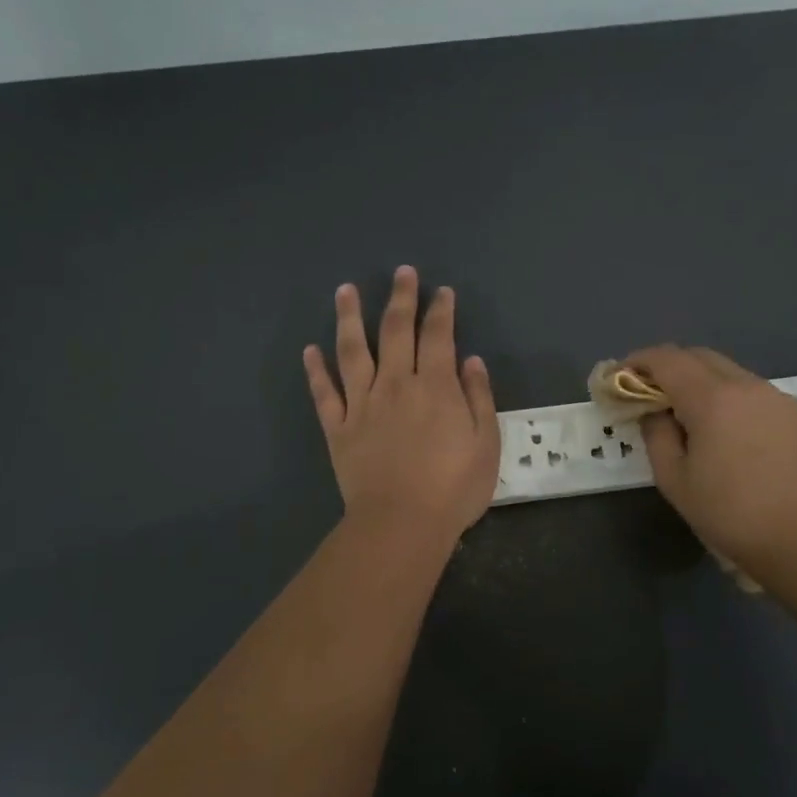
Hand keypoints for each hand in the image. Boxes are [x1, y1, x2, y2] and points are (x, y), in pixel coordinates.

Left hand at [304, 266, 500, 544]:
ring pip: (352, 351)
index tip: (441, 292)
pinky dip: (316, 371)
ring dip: (349, 318)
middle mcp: (395, 384)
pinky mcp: (338, 428)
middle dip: (400, 298)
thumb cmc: (453, 488)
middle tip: (401, 272)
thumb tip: (470, 360)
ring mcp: (362, 404)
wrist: (401, 523)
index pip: (437, 335)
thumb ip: (478, 397)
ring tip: (345, 291)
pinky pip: (324, 394)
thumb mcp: (486, 443)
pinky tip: (310, 350)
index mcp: (434, 386)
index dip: (440, 310)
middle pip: (395, 331)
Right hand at [626, 345, 796, 573]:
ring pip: (731, 373)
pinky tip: (733, 434)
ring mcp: (778, 397)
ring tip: (693, 416)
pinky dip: (733, 400)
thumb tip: (655, 412)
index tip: (622, 375)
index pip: (667, 359)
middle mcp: (746, 386)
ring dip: (704, 382)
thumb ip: (657, 435)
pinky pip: (756, 394)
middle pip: (700, 357)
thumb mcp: (675, 480)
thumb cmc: (730, 513)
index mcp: (711, 398)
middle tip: (653, 394)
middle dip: (671, 367)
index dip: (639, 361)